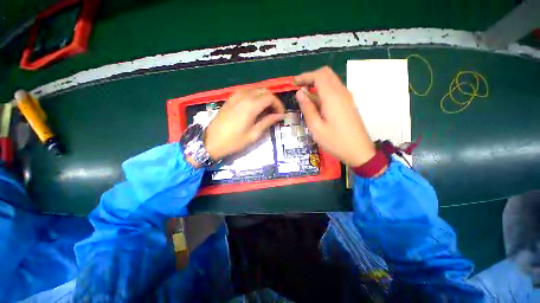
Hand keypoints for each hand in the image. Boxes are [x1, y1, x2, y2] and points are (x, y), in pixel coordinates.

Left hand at [204, 88, 284, 160]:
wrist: (211, 142)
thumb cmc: (234, 141)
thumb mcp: (253, 134)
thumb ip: (267, 122)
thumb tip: (280, 116)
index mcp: (251, 106)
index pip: (271, 97)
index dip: (279, 105)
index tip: (281, 115)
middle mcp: (244, 96)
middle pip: (264, 91)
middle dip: (273, 100)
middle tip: (275, 113)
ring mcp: (236, 96)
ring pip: (256, 89)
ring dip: (264, 97)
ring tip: (266, 110)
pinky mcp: (230, 98)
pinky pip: (246, 92)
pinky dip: (254, 96)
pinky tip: (255, 107)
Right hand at [294, 66, 375, 166]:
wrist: (359, 151)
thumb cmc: (335, 141)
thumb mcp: (316, 127)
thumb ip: (307, 108)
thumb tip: (299, 93)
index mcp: (332, 97)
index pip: (319, 75)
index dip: (305, 76)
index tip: (294, 83)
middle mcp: (341, 92)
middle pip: (326, 74)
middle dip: (311, 77)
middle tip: (299, 88)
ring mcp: (347, 97)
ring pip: (331, 81)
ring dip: (317, 84)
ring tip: (305, 97)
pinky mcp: (348, 103)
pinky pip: (335, 90)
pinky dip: (324, 91)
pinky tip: (316, 104)